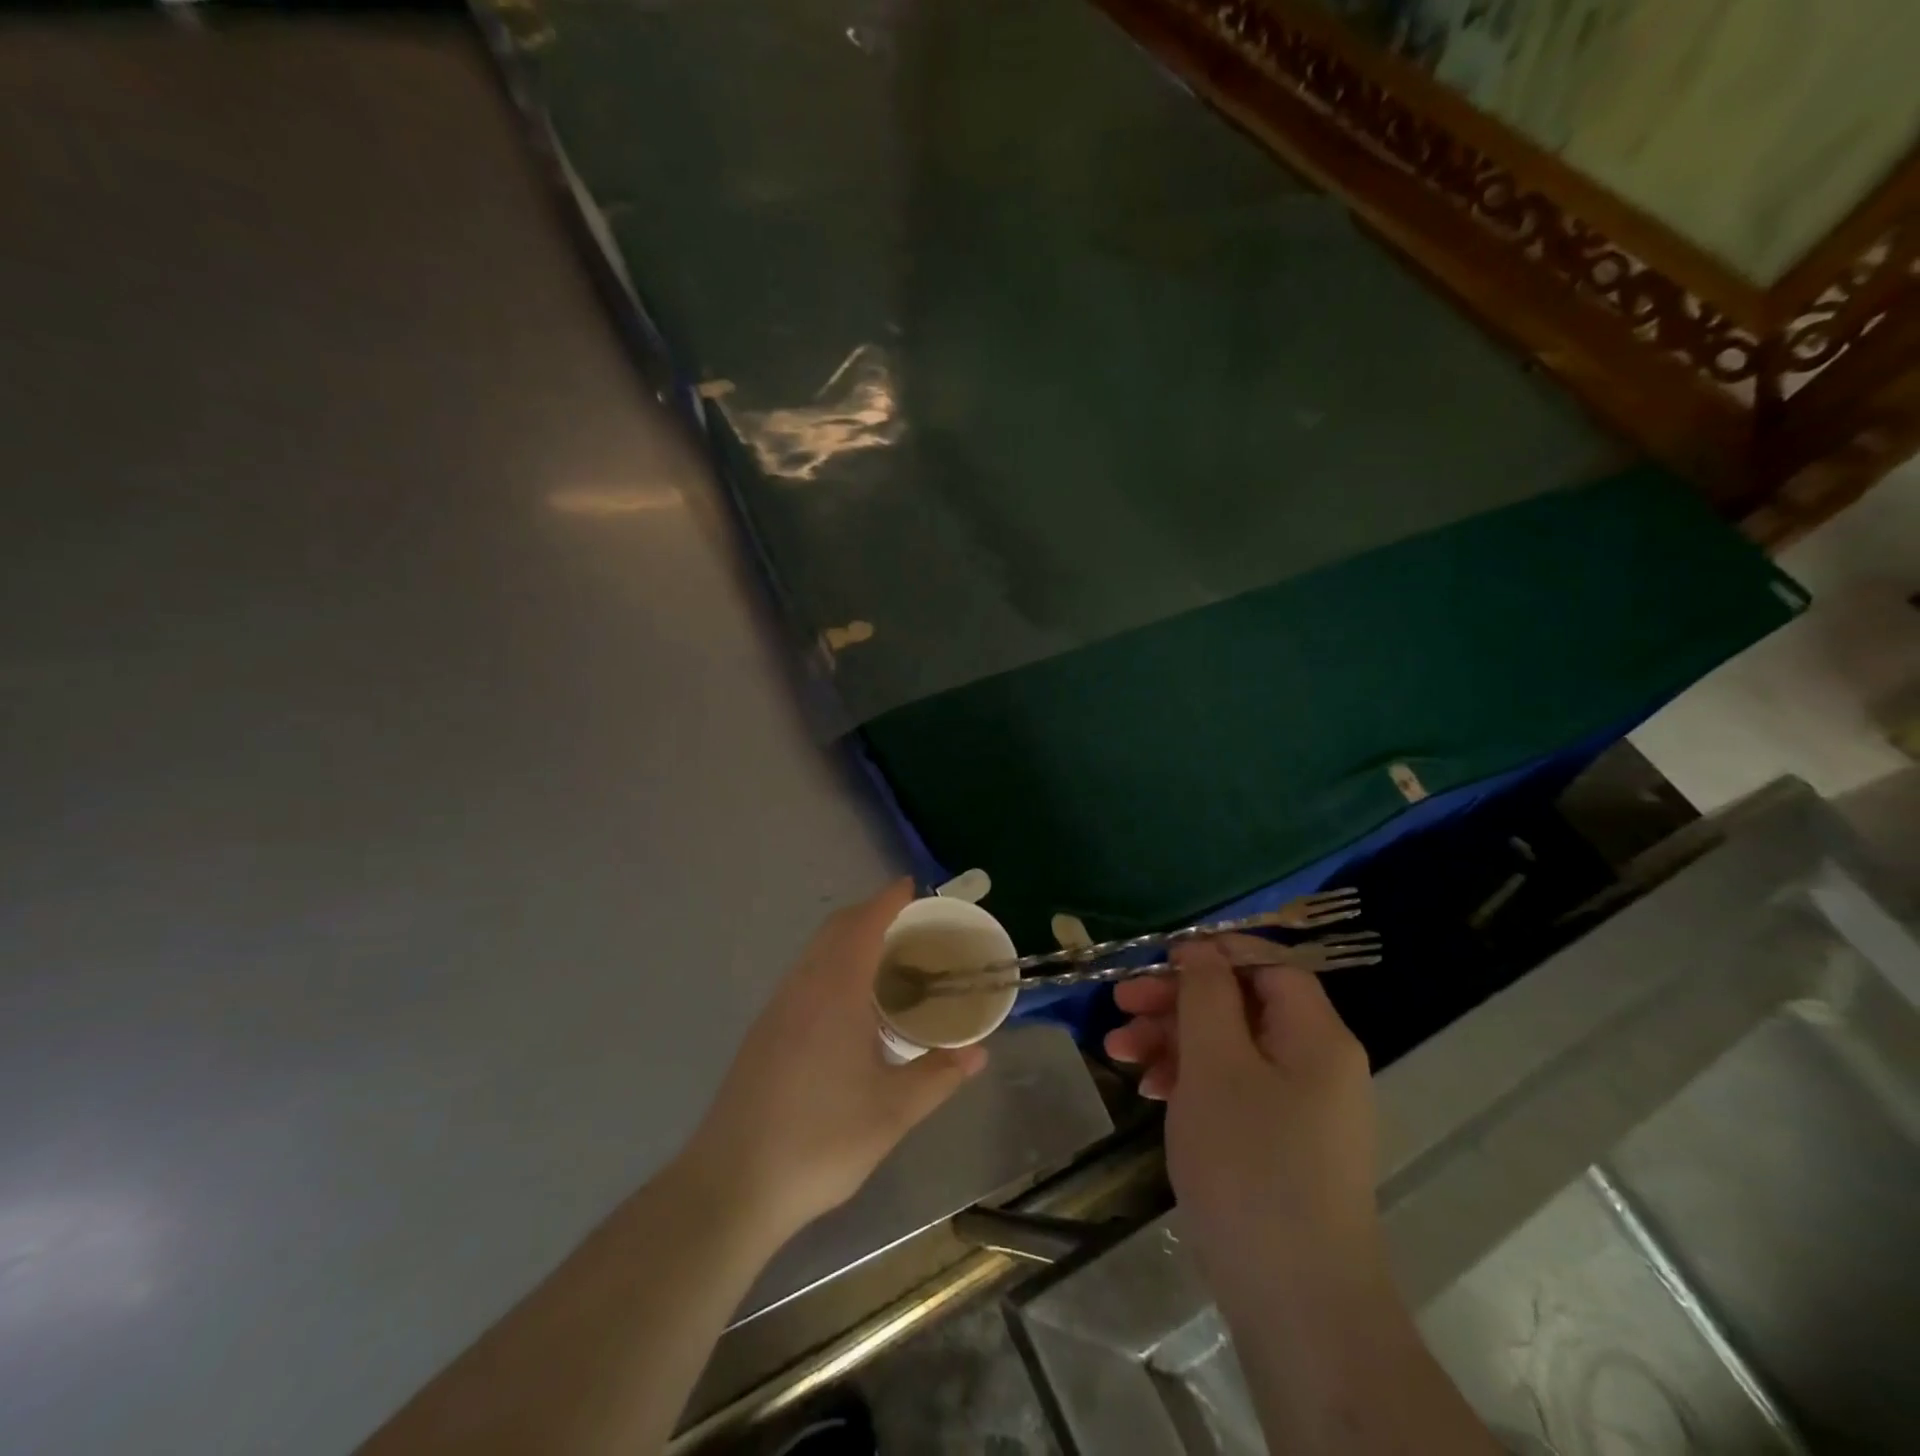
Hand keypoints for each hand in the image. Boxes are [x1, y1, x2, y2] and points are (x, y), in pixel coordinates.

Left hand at [682, 880, 987, 1244]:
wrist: (732, 1184)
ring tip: (885, 960)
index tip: (911, 887)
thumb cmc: (820, 1140)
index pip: (864, 925)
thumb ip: (938, 1077)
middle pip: (835, 929)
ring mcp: (777, 1008)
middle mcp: (802, 987)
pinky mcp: (763, 1032)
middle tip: (909, 924)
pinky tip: (849, 1004)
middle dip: (869, 914)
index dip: (888, 900)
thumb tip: (978, 1054)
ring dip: (848, 939)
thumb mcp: (892, 1113)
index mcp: (835, 992)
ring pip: (815, 952)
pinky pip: (804, 975)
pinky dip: (831, 965)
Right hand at [1104, 935, 1380, 1283]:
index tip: (1156, 963)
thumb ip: (1207, 994)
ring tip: (1118, 1053)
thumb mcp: (1217, 1064)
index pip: (1266, 966)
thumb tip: (1200, 949)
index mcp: (1317, 1036)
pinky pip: (1233, 1090)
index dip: (1212, 956)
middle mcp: (1317, 1064)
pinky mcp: (1281, 1145)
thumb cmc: (1251, 1164)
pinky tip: (1151, 1092)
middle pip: (1241, 1005)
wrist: (1296, 1303)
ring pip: (1230, 1048)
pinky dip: (1191, 1082)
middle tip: (1120, 1005)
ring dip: (1173, 1041)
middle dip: (1177, 1001)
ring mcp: (1300, 1108)